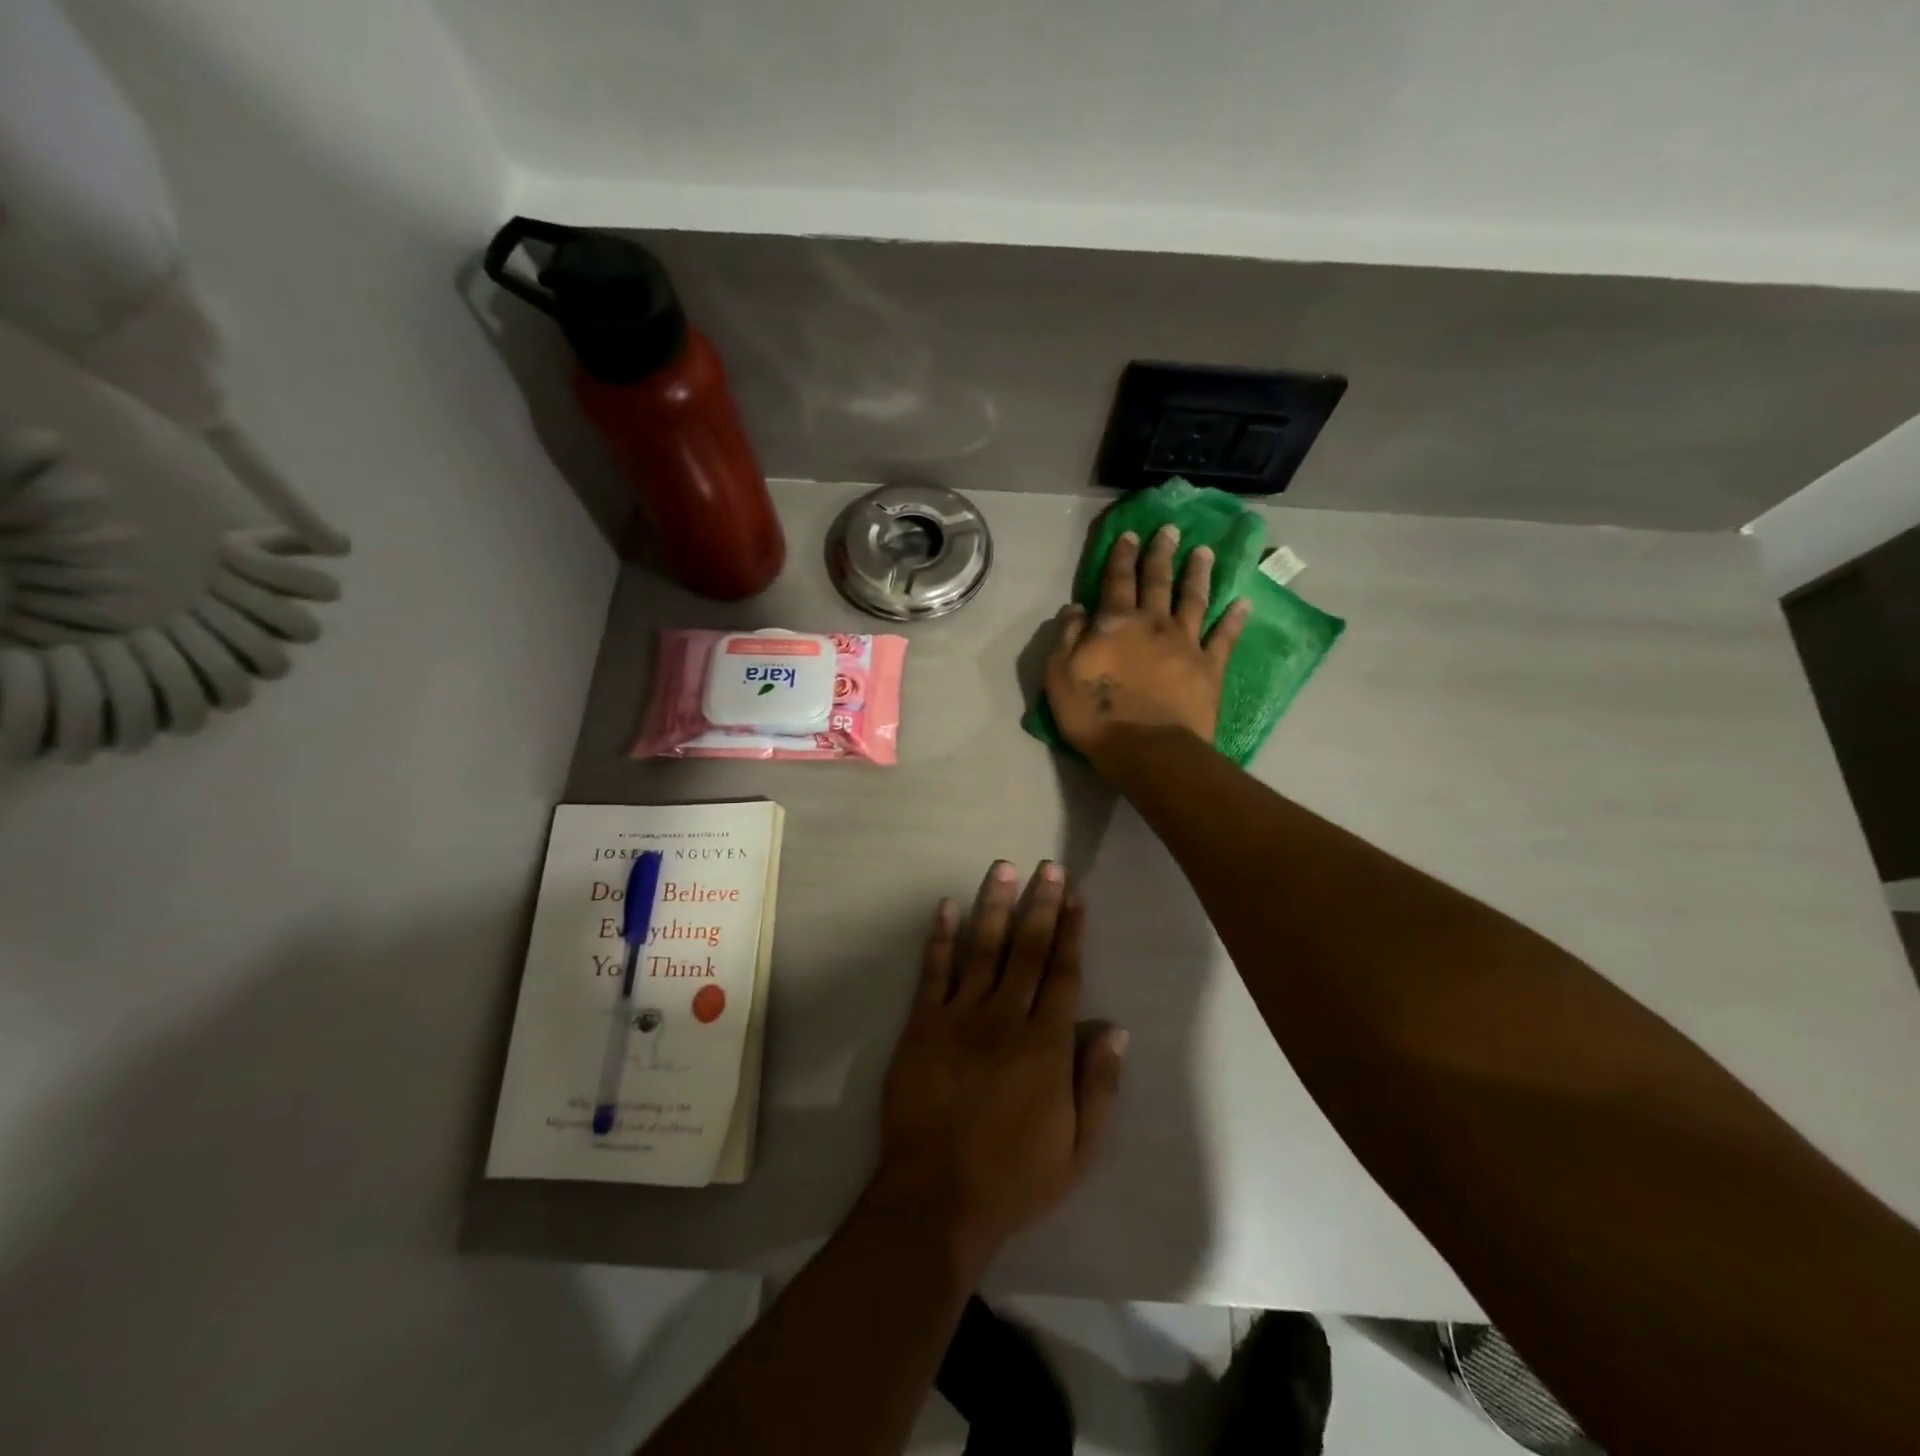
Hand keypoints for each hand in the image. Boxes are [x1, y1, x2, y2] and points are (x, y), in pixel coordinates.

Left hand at [873, 860, 1126, 1271]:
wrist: (937, 1197)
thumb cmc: (1015, 1178)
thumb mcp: (1079, 1150)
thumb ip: (1099, 1086)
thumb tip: (1115, 1029)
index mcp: (1047, 1046)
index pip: (1064, 973)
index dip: (1071, 931)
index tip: (1075, 895)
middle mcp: (1006, 1019)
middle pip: (1027, 950)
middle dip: (1040, 905)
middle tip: (1048, 866)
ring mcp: (960, 1018)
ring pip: (983, 949)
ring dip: (995, 906)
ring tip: (1003, 868)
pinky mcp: (922, 1025)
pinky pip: (933, 973)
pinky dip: (940, 938)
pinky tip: (947, 906)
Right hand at [1044, 524, 1248, 767]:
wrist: (1147, 749)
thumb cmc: (1095, 715)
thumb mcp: (1060, 675)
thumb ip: (1066, 637)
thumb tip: (1076, 608)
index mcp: (1116, 623)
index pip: (1117, 581)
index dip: (1123, 556)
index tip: (1130, 534)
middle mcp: (1154, 623)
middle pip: (1158, 581)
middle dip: (1162, 554)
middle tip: (1170, 530)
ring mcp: (1186, 644)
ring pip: (1194, 600)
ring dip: (1198, 574)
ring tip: (1204, 552)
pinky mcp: (1210, 668)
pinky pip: (1224, 637)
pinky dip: (1234, 619)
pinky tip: (1242, 603)